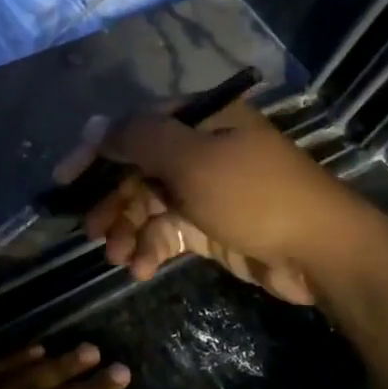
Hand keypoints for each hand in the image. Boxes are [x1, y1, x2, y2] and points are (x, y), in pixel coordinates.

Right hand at [60, 102, 359, 305]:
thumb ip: (140, 139)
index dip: (97, 151)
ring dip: (128, 229)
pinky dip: (152, 248)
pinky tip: (141, 268)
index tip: (66, 179)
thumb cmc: (255, 195)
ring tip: (115, 257)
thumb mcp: (193, 160)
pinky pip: (169, 231)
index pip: (135, 127)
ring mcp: (206, 189)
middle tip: (90, 231)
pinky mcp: (211, 225)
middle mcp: (201, 149)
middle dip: (113, 201)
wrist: (322, 253)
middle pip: (139, 169)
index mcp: (202, 120)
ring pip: (150, 204)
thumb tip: (92, 124)